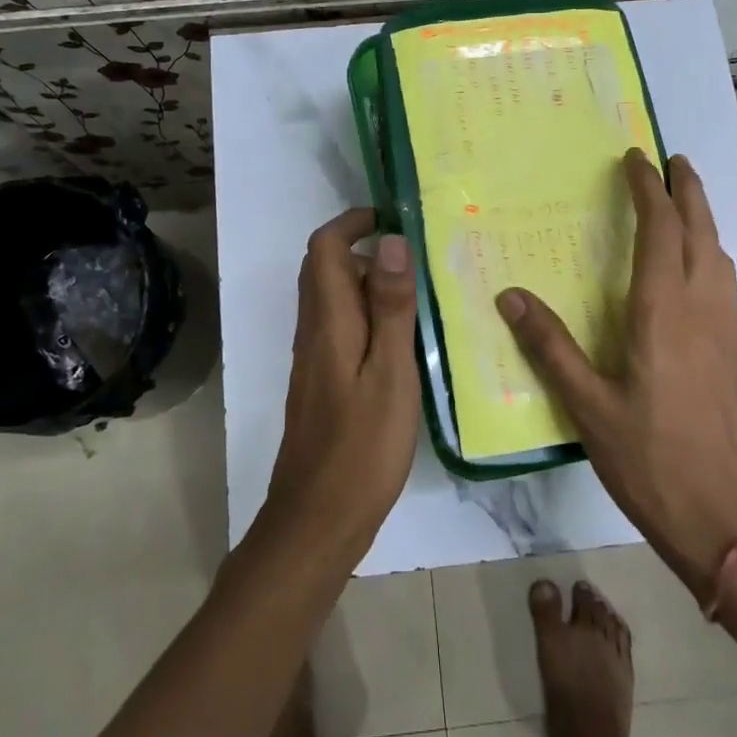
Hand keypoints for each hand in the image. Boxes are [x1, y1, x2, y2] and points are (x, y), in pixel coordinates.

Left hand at [264, 209, 421, 559]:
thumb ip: (391, 307)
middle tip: (420, 261)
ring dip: (371, 285)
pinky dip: (370, 318)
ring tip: (422, 297)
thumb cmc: (362, 446)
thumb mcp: (390, 372)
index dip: (352, 222)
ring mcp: (315, 359)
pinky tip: (405, 343)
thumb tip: (389, 240)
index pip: (324, 247)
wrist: (318, 518)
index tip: (394, 217)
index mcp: (328, 321)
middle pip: (326, 270)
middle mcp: (314, 332)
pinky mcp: (323, 383)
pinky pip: (342, 330)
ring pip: (335, 301)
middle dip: (367, 251)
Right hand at [497, 151, 736, 601]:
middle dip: (688, 190)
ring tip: (686, 201)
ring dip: (703, 219)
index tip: (635, 159)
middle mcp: (702, 310)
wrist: (729, 519)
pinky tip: (698, 268)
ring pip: (719, 255)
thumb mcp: (588, 407)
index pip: (660, 231)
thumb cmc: (651, 461)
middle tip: (674, 160)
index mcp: (663, 313)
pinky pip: (725, 282)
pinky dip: (710, 253)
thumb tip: (510, 296)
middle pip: (701, 232)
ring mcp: (727, 331)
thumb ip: (550, 348)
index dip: (648, 190)